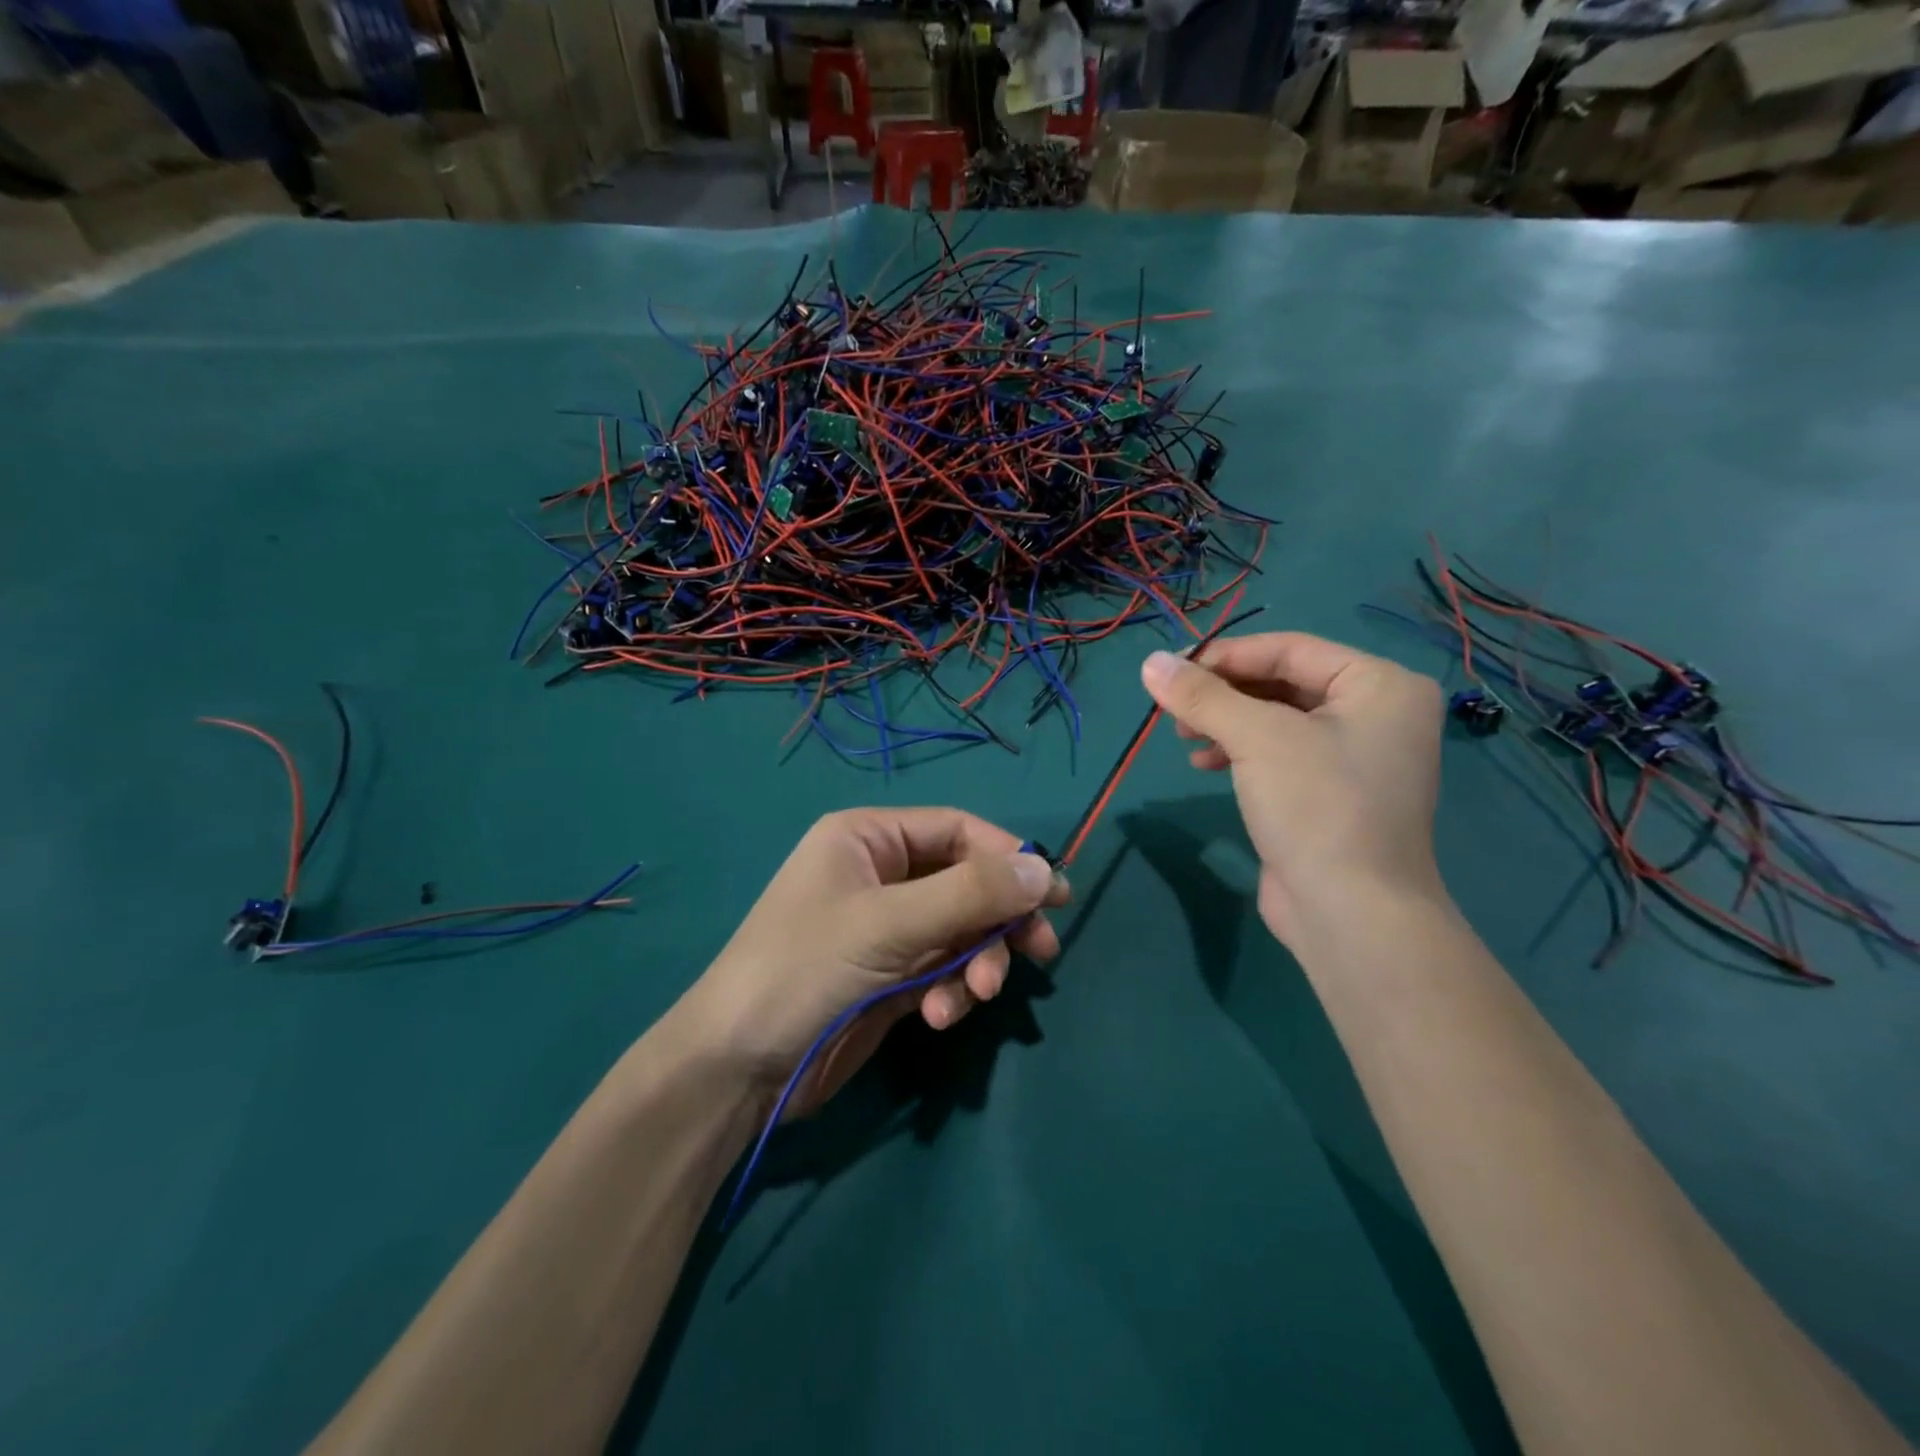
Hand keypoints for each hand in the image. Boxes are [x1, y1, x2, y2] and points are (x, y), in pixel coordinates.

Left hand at [677, 809, 1068, 1118]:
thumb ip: (970, 894)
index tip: (1053, 894)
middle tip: (1040, 950)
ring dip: (977, 963)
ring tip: (976, 996)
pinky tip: (939, 1017)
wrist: (738, 1067)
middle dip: (998, 920)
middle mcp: (881, 875)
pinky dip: (952, 991)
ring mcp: (887, 929)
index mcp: (869, 838)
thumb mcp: (890, 923)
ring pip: (961, 931)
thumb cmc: (806, 968)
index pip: (957, 830)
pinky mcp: (892, 976)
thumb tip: (1046, 869)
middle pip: (966, 883)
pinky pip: (944, 969)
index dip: (1008, 858)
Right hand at [1140, 633, 1445, 945]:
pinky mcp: (1332, 793)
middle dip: (1223, 694)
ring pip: (1277, 720)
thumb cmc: (1315, 806)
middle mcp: (1377, 713)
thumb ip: (1202, 695)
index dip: (1225, 655)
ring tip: (1183, 738)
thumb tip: (1149, 661)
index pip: (1289, 649)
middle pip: (1282, 683)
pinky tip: (1204, 764)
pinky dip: (1240, 752)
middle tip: (1173, 708)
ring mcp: (1357, 757)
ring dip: (1225, 723)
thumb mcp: (1256, 738)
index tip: (1170, 670)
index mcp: (1379, 685)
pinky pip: (1281, 754)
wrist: (1351, 913)